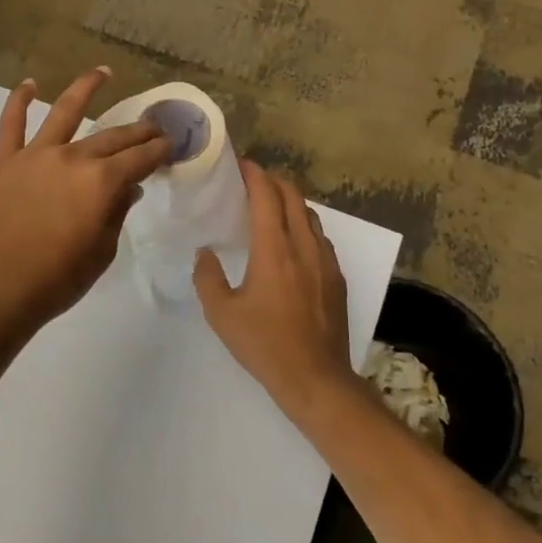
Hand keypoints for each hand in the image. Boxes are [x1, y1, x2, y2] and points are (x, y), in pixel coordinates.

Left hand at [0, 68, 170, 333]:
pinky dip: (18, 102)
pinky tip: (28, 85)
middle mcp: (73, 158)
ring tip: (102, 72)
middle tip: (152, 125)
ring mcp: (35, 156)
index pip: (140, 158)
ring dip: (86, 88)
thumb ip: (116, 213)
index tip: (171, 144)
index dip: (158, 150)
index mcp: (101, 182)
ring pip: (64, 112)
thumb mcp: (102, 251)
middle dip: (137, 130)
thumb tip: (128, 187)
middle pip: (112, 137)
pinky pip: (11, 125)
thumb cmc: (56, 279)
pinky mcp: (4, 162)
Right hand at [194, 162, 352, 414]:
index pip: (267, 197)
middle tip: (254, 180)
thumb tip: (204, 253)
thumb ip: (208, 277)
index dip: (255, 175)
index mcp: (274, 250)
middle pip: (293, 197)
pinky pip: (321, 237)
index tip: (242, 165)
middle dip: (274, 181)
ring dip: (291, 201)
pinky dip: (305, 224)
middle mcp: (304, 246)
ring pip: (310, 215)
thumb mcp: (222, 313)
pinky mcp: (337, 277)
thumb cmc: (264, 344)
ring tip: (273, 205)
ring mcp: (326, 261)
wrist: (315, 378)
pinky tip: (294, 240)